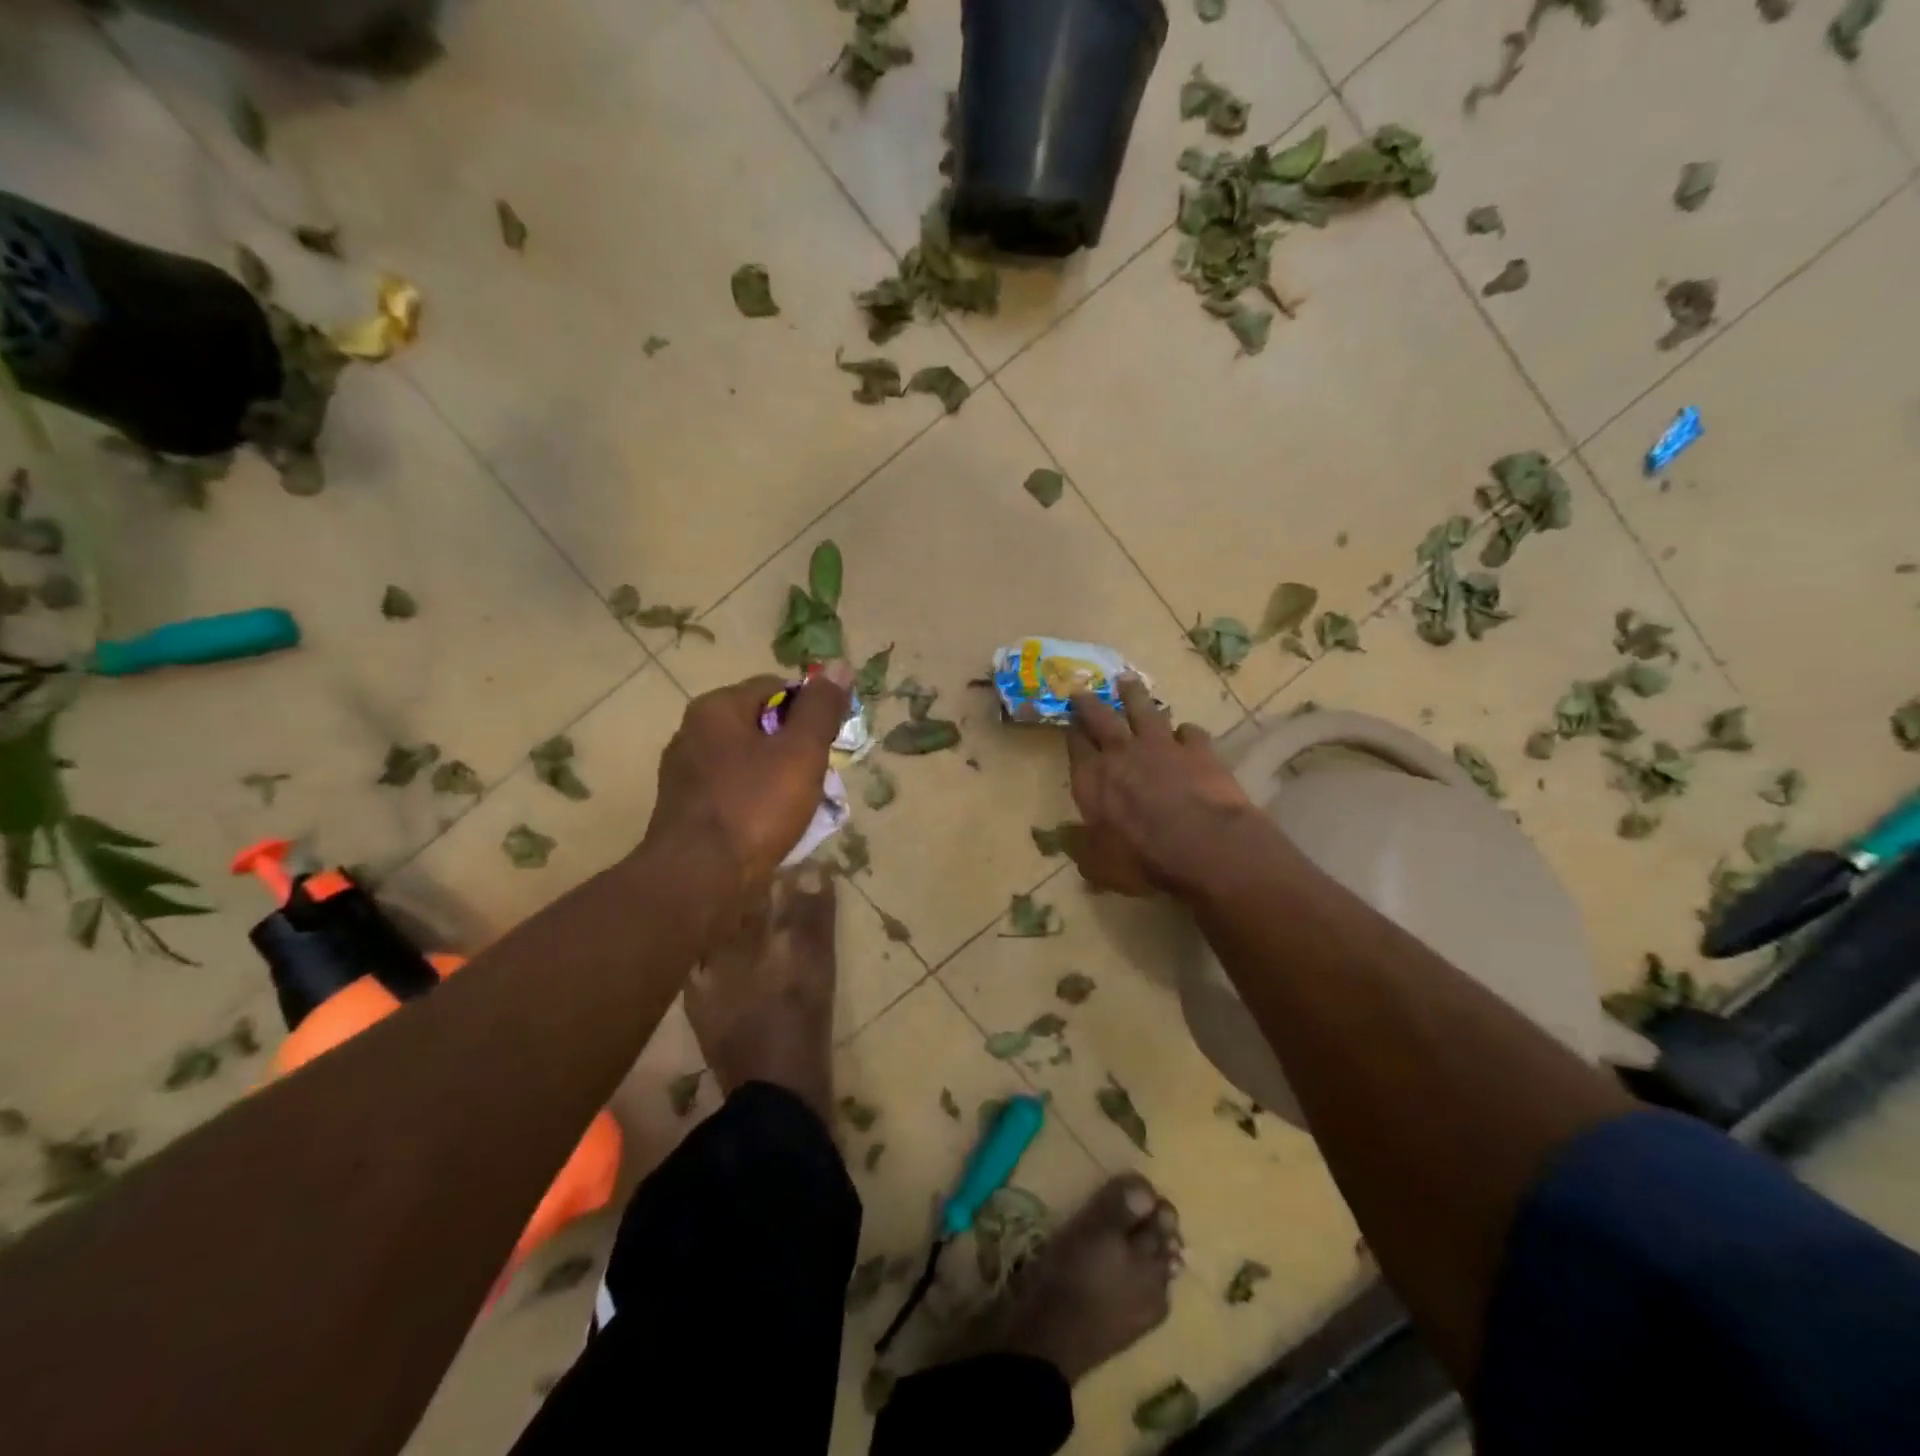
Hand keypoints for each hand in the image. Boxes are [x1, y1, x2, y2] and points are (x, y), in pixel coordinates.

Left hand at [642, 665, 851, 920]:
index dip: (811, 709)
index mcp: (716, 708)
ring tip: (802, 804)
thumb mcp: (801, 752)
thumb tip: (839, 665)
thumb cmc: (754, 807)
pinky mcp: (686, 810)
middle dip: (795, 746)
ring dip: (778, 776)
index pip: (775, 687)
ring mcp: (685, 774)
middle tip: (820, 775)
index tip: (831, 740)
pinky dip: (757, 800)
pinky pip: (733, 791)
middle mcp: (692, 732)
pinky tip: (773, 825)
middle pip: (760, 725)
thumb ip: (821, 709)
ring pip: (748, 761)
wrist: (698, 880)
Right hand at [1064, 676, 1260, 897]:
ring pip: (1144, 711)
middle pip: (1102, 718)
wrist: (1203, 845)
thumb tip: (1073, 844)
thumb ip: (1084, 850)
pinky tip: (1186, 733)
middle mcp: (1122, 753)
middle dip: (1090, 702)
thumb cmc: (1142, 858)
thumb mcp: (1100, 865)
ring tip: (1127, 681)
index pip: (1075, 746)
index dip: (1071, 732)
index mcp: (1092, 778)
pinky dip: (1186, 732)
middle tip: (1082, 688)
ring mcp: (1162, 747)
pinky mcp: (1199, 750)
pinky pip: (1190, 732)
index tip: (1068, 720)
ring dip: (1134, 696)